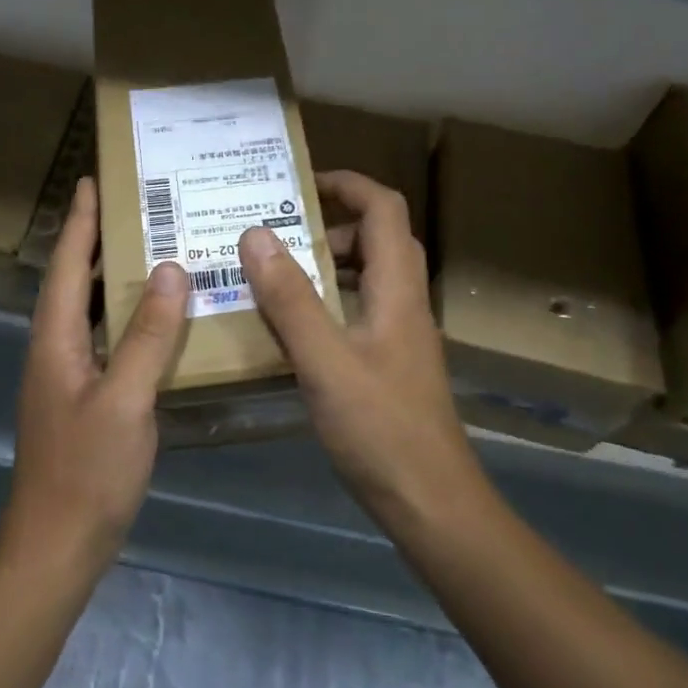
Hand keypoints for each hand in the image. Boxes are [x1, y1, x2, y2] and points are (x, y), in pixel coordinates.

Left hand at [4, 176, 190, 567]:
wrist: (57, 543)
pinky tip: (158, 320)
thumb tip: (169, 271)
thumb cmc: (87, 471)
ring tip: (151, 249)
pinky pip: (105, 340)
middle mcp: (55, 348)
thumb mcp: (125, 399)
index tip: (92, 180)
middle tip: (135, 206)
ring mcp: (67, 375)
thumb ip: (148, 336)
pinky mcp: (83, 398)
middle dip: (97, 240)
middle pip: (73, 280)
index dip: (80, 221)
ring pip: (89, 311)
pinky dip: (127, 319)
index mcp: (55, 339)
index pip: (66, 265)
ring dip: (112, 278)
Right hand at [237, 171, 475, 517]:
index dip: (347, 184)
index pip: (384, 209)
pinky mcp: (390, 365)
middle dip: (330, 223)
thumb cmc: (381, 429)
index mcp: (397, 290)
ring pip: (368, 277)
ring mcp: (400, 336)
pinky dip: (327, 301)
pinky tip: (292, 326)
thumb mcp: (325, 361)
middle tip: (277, 232)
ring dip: (327, 263)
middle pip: (378, 238)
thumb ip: (291, 299)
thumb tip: (255, 234)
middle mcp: (405, 303)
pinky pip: (358, 311)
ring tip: (275, 271)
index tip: (299, 184)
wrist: (432, 503)